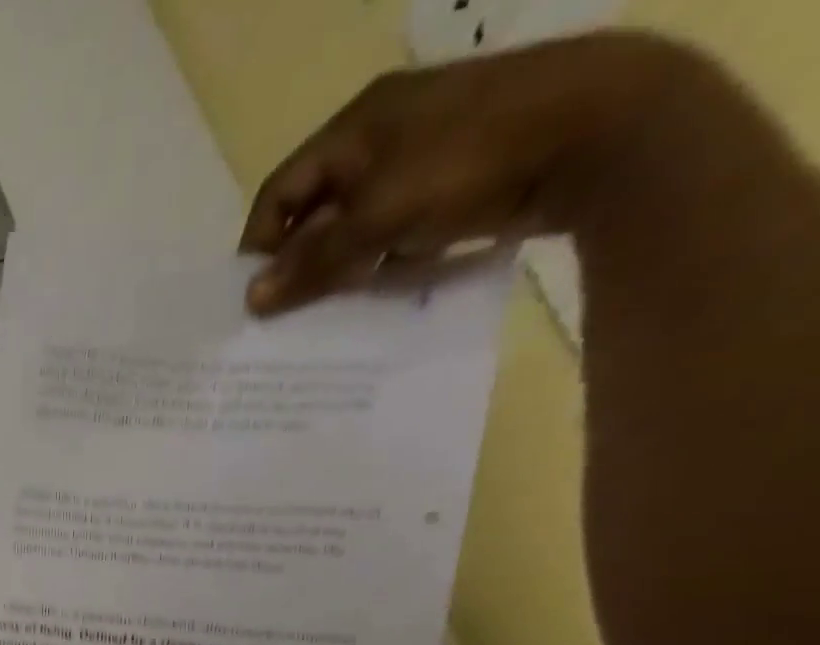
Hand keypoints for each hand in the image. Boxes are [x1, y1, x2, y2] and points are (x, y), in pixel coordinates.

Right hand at [241, 31, 699, 313]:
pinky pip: (397, 223)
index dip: (259, 243)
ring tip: (336, 304)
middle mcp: (384, 131)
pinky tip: (385, 284)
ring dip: (342, 263)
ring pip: (356, 219)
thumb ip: (313, 261)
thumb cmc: (470, 162)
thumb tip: (252, 299)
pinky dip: (383, 256)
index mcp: (356, 124)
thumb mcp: (378, 218)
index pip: (280, 191)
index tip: (255, 294)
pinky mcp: (459, 172)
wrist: (604, 127)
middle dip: (301, 259)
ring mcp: (424, 149)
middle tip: (292, 308)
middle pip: (316, 206)